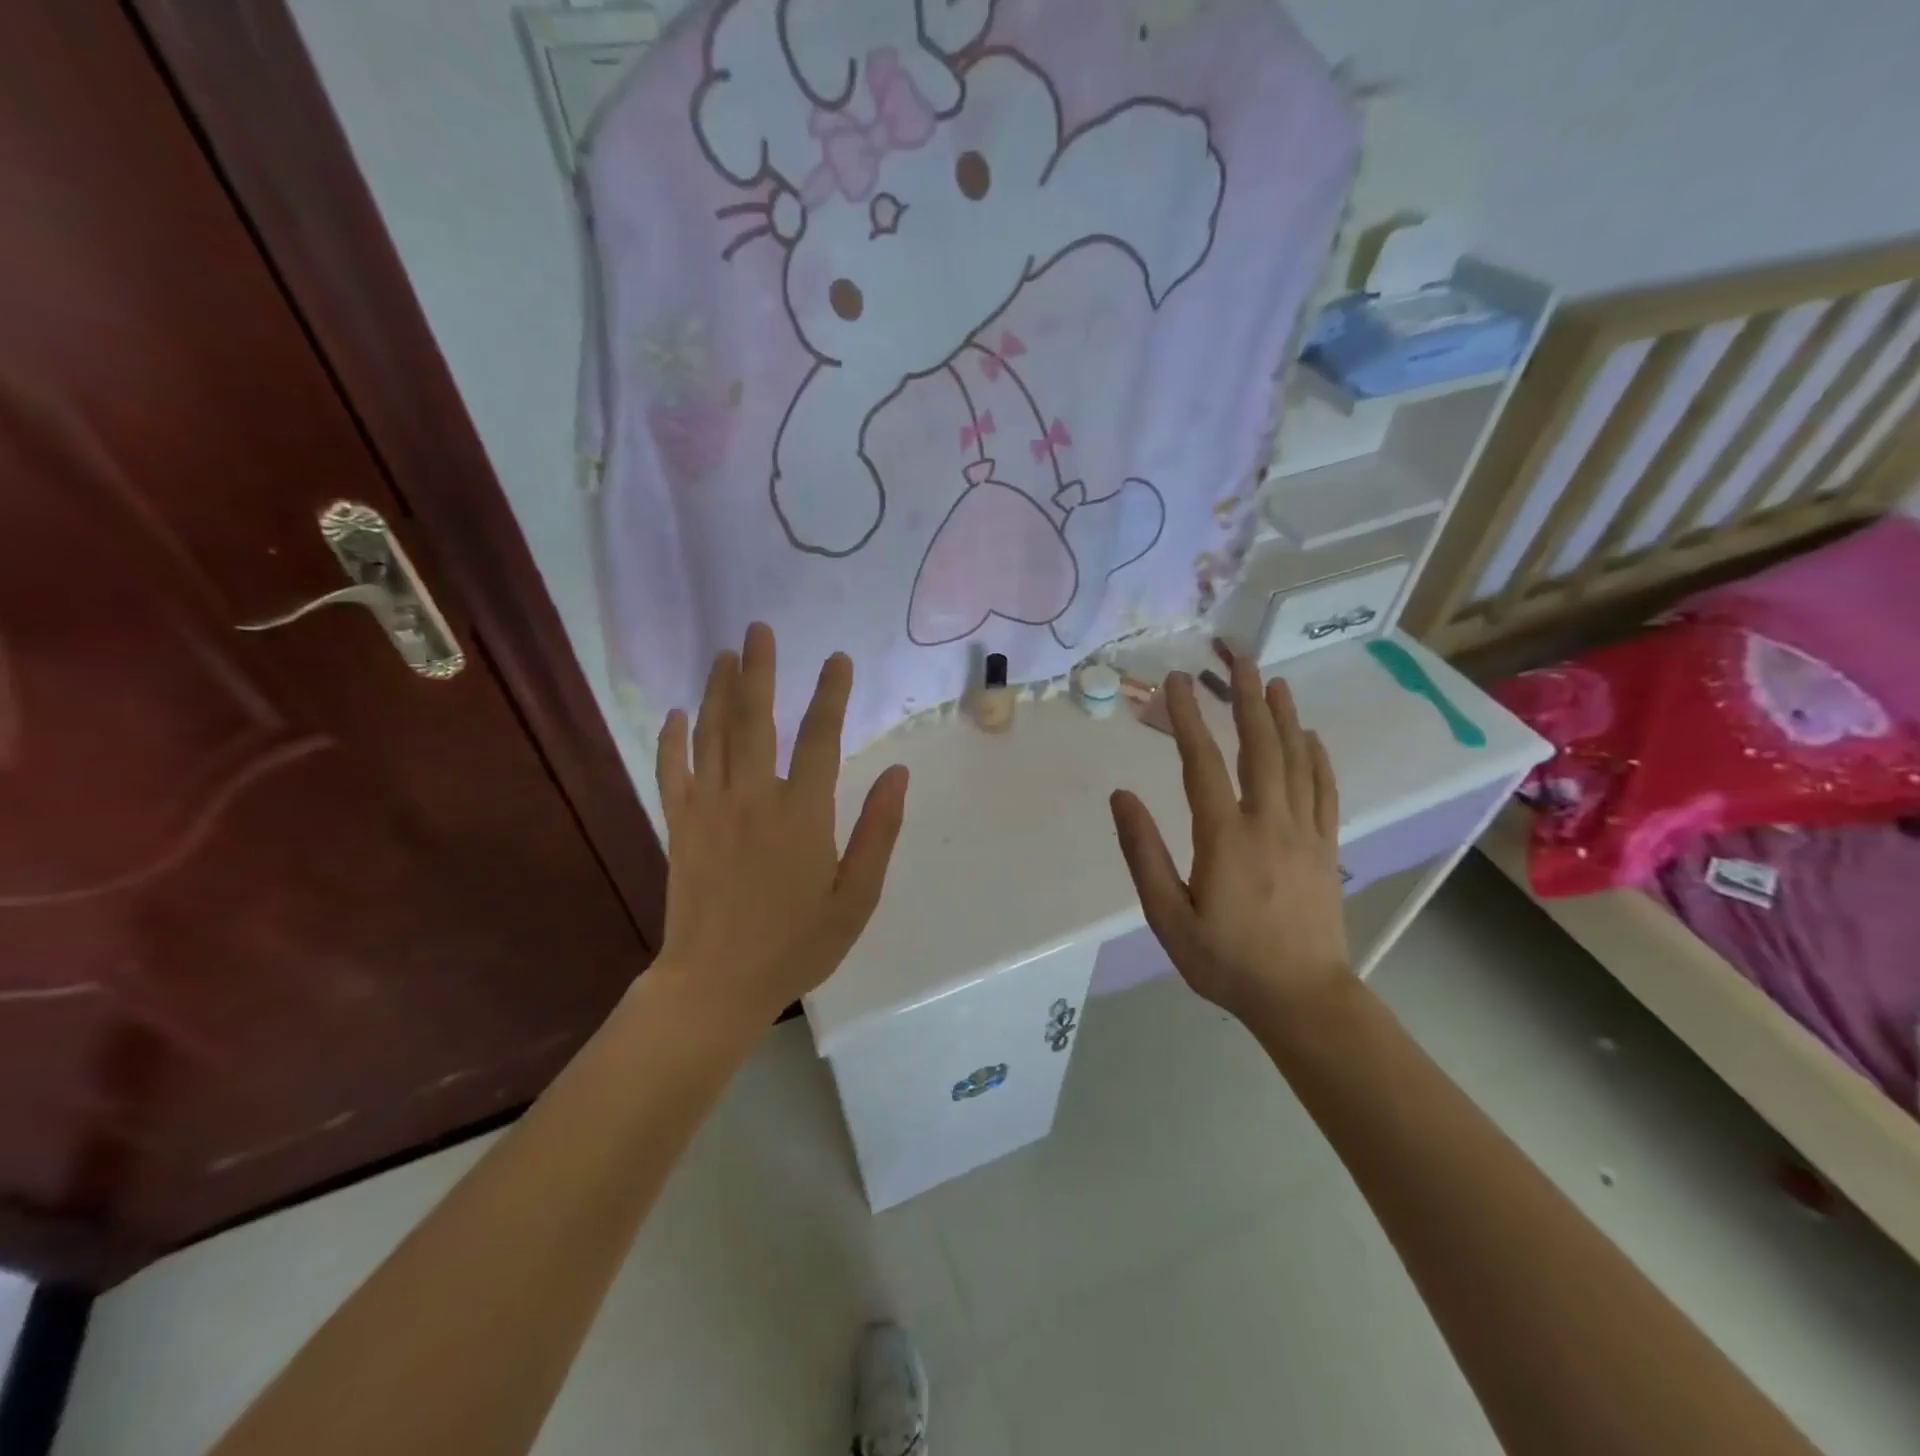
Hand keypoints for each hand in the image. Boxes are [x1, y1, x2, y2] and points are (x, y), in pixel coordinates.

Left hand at [652, 623, 909, 1028]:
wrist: (717, 983)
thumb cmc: (797, 944)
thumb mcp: (857, 897)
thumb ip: (878, 831)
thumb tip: (898, 773)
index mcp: (802, 813)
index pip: (820, 737)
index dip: (830, 694)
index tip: (838, 659)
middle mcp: (753, 797)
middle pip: (754, 719)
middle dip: (760, 670)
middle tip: (758, 629)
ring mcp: (709, 808)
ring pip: (712, 734)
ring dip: (718, 690)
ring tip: (725, 654)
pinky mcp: (680, 825)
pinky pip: (672, 771)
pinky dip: (673, 739)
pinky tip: (676, 713)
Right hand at [1110, 653, 1348, 1020]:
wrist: (1303, 999)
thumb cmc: (1226, 961)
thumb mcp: (1168, 917)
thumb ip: (1143, 854)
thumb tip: (1122, 797)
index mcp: (1225, 837)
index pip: (1202, 763)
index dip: (1188, 719)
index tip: (1176, 683)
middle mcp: (1269, 822)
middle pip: (1259, 747)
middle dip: (1246, 698)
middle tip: (1237, 658)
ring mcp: (1305, 832)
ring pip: (1296, 761)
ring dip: (1284, 717)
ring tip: (1274, 681)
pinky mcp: (1326, 847)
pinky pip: (1325, 790)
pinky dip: (1318, 757)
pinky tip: (1311, 736)